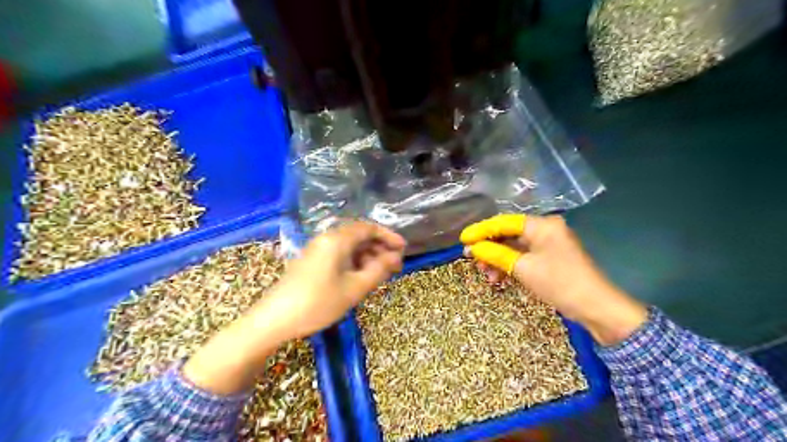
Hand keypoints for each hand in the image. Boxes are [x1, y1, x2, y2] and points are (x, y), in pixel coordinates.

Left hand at [260, 221, 405, 338]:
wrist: (274, 319)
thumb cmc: (318, 303)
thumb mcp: (354, 288)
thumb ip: (378, 270)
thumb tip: (395, 257)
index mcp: (337, 239)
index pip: (369, 228)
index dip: (388, 236)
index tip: (403, 249)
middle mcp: (327, 238)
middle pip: (359, 235)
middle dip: (379, 247)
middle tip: (395, 265)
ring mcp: (317, 249)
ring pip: (349, 245)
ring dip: (367, 256)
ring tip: (381, 273)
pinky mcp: (312, 260)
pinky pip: (339, 254)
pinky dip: (354, 261)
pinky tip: (362, 276)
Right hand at [463, 214, 644, 344]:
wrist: (595, 308)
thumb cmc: (559, 282)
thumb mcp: (523, 268)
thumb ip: (495, 254)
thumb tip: (472, 248)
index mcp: (542, 225)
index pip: (504, 222)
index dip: (481, 230)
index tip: (462, 239)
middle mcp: (545, 230)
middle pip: (508, 234)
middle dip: (489, 248)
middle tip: (470, 258)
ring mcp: (547, 245)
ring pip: (514, 247)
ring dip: (498, 260)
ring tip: (485, 275)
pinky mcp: (548, 259)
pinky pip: (522, 257)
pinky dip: (509, 266)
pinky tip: (499, 278)